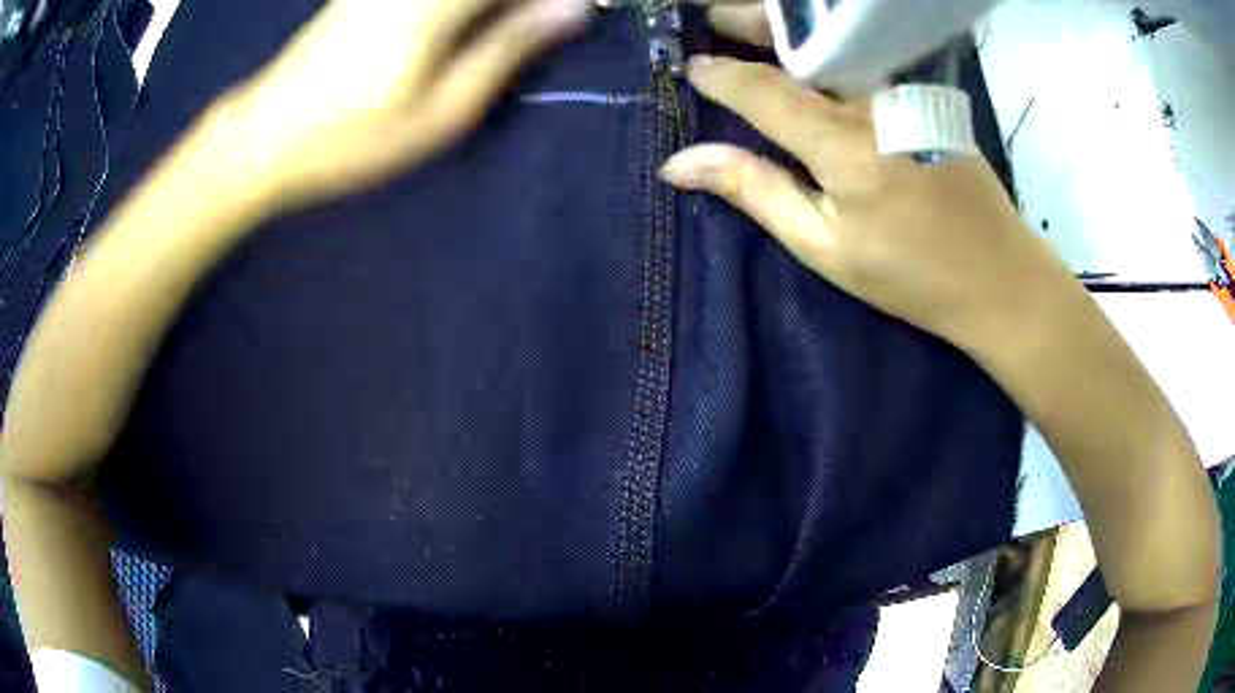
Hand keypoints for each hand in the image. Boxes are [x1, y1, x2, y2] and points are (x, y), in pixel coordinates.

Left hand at [205, 0, 593, 208]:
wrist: (263, 137)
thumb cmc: (352, 139)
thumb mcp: (443, 111)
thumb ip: (510, 48)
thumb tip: (574, 9)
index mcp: (438, 2)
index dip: (559, 0)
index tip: (586, 13)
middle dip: (533, 5)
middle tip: (554, 24)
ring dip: (502, 9)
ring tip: (514, 31)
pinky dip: (472, 8)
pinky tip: (477, 25)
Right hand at [663, 3, 1067, 347]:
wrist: (998, 275)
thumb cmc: (910, 275)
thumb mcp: (826, 248)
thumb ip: (757, 192)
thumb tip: (682, 163)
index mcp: (842, 147)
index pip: (762, 90)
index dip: (720, 76)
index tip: (690, 68)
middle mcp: (872, 104)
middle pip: (802, 44)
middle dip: (754, 21)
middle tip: (715, 16)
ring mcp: (904, 94)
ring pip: (834, 43)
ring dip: (791, 29)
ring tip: (752, 25)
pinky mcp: (925, 95)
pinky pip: (863, 57)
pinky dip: (828, 45)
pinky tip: (809, 52)